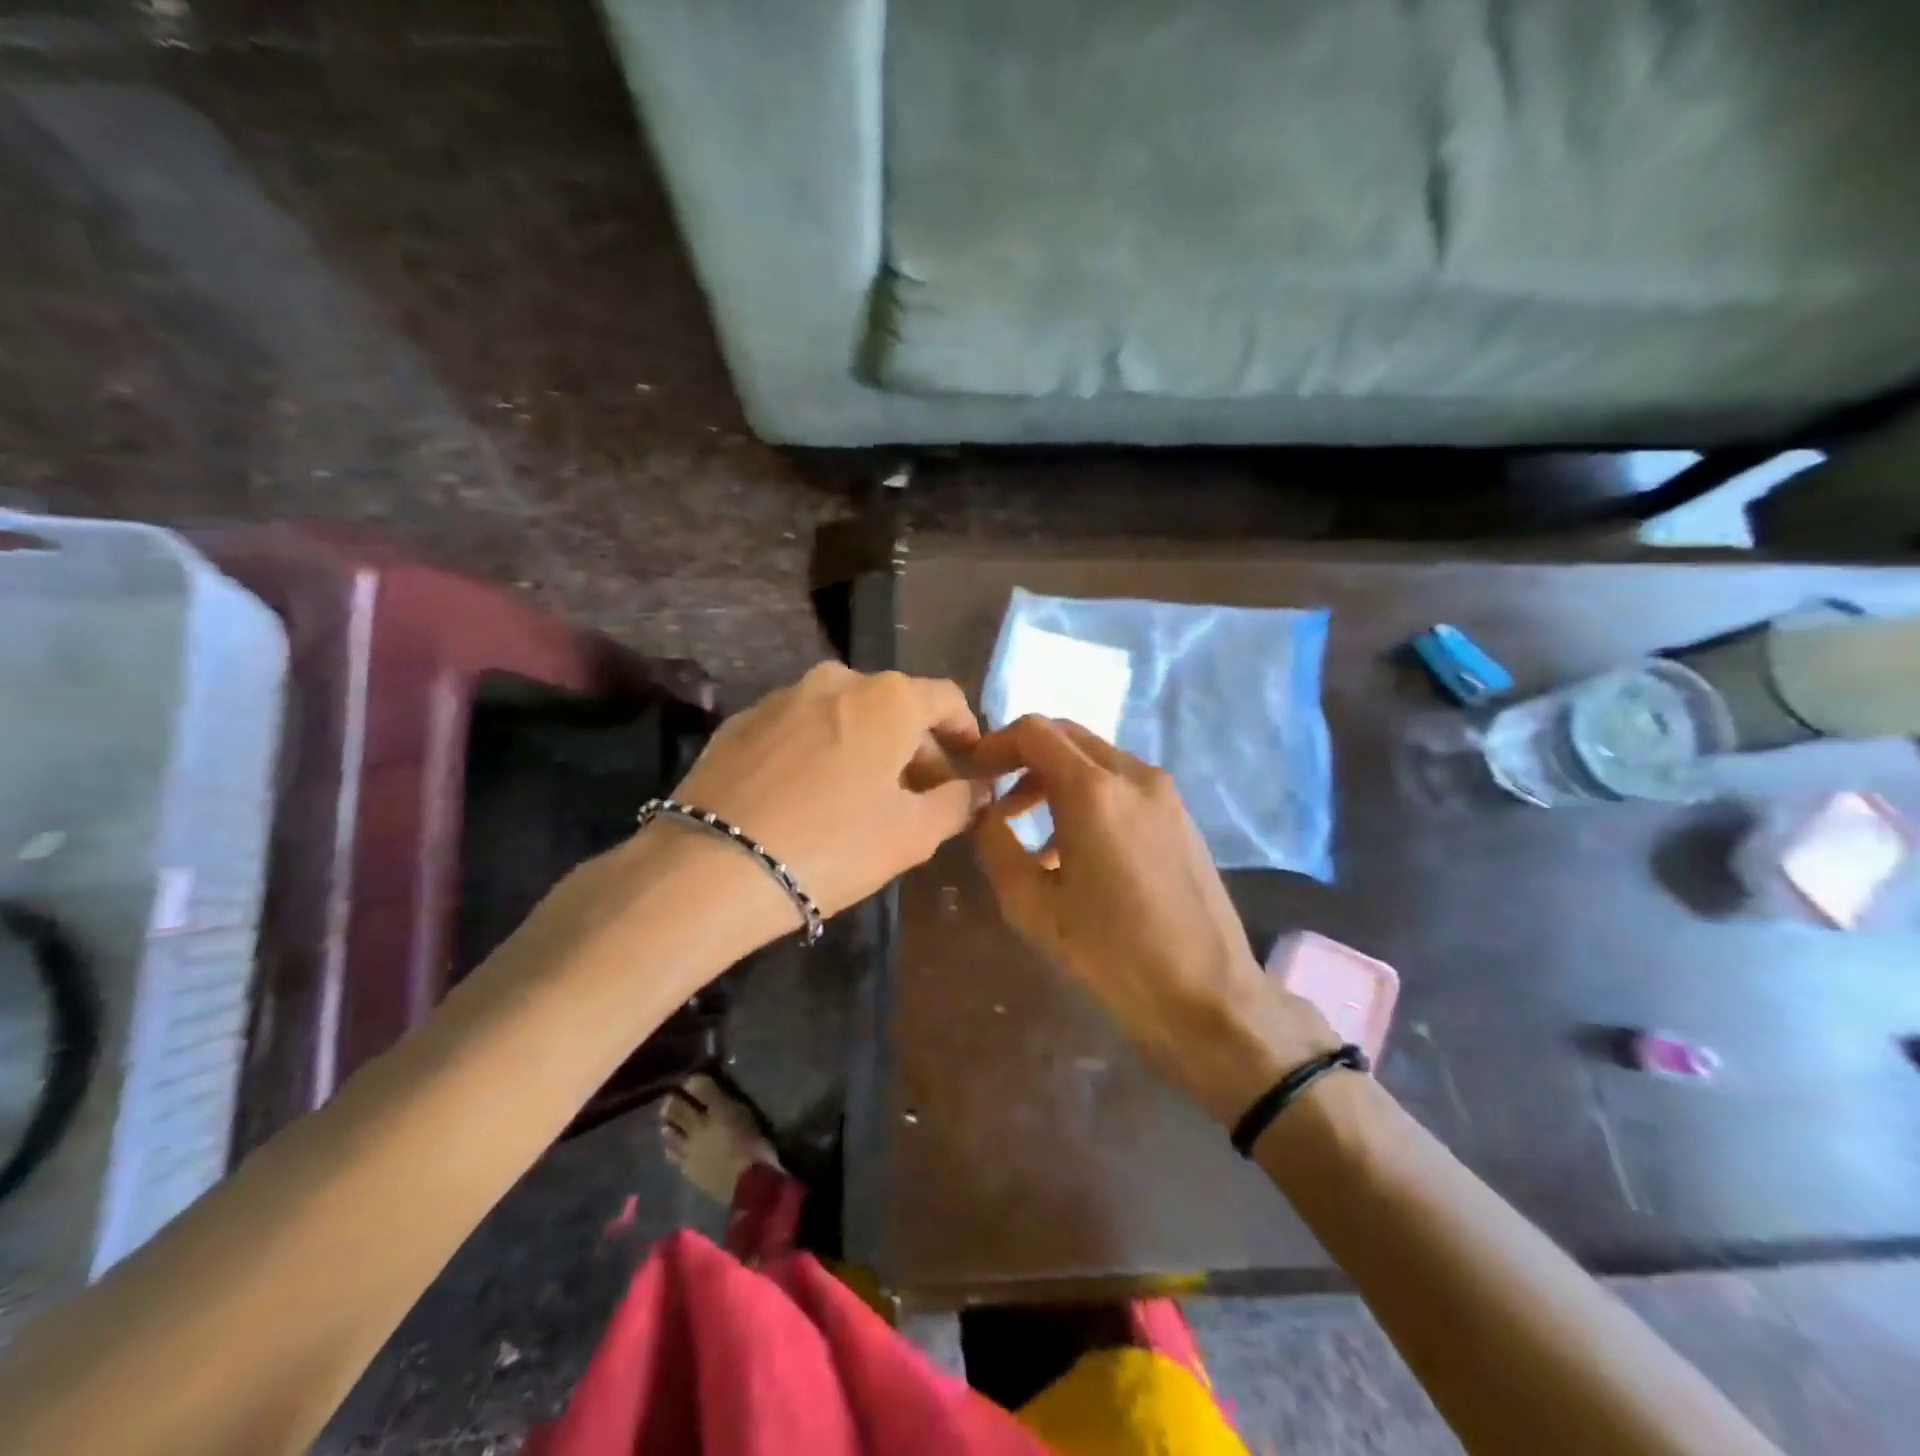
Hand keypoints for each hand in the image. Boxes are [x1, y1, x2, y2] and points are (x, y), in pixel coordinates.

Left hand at [664, 662, 984, 922]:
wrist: (712, 867)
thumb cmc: (833, 845)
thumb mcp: (912, 834)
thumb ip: (957, 803)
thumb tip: (978, 788)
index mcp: (887, 698)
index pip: (946, 698)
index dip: (966, 730)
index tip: (969, 764)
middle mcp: (837, 680)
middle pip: (894, 706)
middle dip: (916, 747)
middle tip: (920, 795)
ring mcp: (783, 697)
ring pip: (845, 715)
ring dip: (867, 747)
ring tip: (864, 798)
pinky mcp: (741, 721)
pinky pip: (801, 728)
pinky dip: (821, 751)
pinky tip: (810, 797)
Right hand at [971, 716, 1338, 1124]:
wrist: (1207, 995)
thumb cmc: (1112, 953)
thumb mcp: (1032, 906)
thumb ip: (996, 845)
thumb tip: (984, 813)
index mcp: (1094, 790)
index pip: (1034, 731)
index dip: (995, 744)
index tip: (973, 773)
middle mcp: (1133, 774)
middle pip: (1067, 736)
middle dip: (1024, 758)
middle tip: (997, 797)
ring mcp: (1164, 792)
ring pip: (1095, 759)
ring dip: (1056, 779)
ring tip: (1031, 834)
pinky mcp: (1181, 814)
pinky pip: (1123, 784)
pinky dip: (1089, 795)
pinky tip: (1077, 849)